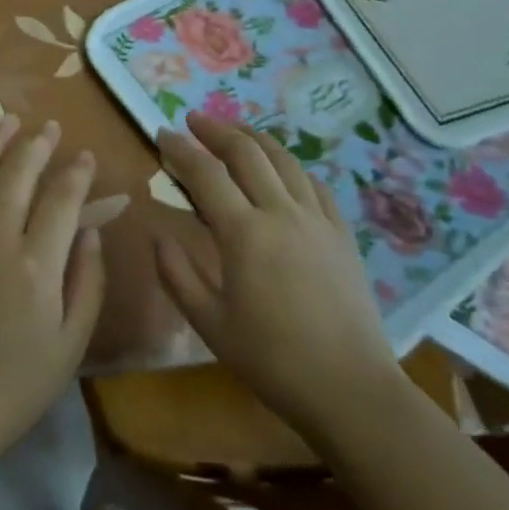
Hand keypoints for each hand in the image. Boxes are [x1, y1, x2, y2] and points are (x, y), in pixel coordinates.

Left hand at [0, 116, 107, 474]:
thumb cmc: (14, 387)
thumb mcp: (70, 346)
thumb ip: (87, 283)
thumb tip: (92, 232)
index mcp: (37, 263)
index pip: (62, 200)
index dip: (77, 173)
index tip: (86, 155)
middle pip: (18, 175)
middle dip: (37, 145)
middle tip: (48, 126)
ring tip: (8, 122)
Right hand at [153, 112, 400, 442]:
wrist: (351, 389)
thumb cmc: (273, 359)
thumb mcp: (210, 324)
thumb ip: (177, 274)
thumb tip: (158, 234)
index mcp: (244, 233)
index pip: (205, 173)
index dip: (180, 148)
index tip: (161, 134)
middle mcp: (281, 212)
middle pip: (246, 153)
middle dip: (216, 129)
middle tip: (194, 120)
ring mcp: (317, 220)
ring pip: (284, 160)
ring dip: (255, 138)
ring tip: (236, 131)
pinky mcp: (342, 234)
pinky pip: (315, 185)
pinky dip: (292, 167)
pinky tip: (285, 169)